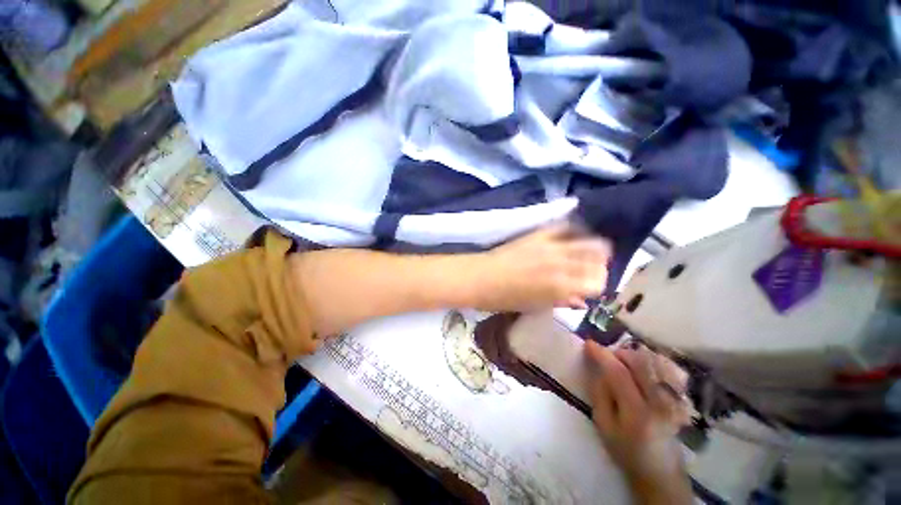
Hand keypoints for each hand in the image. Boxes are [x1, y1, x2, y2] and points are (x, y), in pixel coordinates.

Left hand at [471, 224, 611, 311]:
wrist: (479, 278)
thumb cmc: (504, 299)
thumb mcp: (535, 306)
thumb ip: (561, 301)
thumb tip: (581, 300)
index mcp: (560, 286)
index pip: (597, 282)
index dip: (597, 286)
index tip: (590, 288)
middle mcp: (561, 263)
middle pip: (597, 260)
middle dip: (599, 267)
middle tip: (589, 272)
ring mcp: (550, 245)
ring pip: (588, 241)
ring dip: (593, 249)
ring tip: (587, 255)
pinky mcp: (538, 234)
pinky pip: (564, 227)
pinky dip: (574, 232)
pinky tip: (573, 238)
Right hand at [585, 340, 692, 504]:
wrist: (660, 471)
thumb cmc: (626, 450)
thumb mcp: (603, 425)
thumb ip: (599, 394)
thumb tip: (599, 368)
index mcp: (637, 413)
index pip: (619, 374)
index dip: (602, 355)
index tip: (589, 343)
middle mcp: (660, 402)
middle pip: (640, 362)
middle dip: (619, 353)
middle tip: (607, 358)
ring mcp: (675, 399)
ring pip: (655, 361)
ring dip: (635, 355)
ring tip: (623, 363)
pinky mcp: (682, 398)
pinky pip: (669, 368)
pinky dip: (654, 360)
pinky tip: (644, 366)